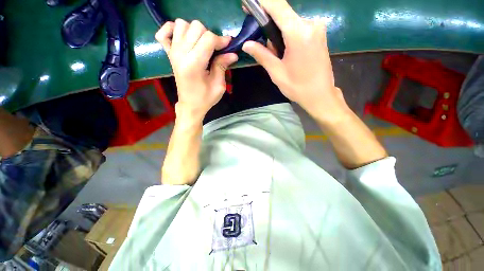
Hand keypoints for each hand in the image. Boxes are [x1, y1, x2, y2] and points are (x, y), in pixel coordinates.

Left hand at [155, 19, 237, 121]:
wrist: (190, 105)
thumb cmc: (205, 98)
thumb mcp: (218, 85)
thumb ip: (222, 66)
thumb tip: (233, 53)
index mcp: (194, 64)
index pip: (208, 38)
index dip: (221, 40)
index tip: (228, 47)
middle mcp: (181, 54)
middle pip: (196, 27)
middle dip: (209, 36)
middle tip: (215, 49)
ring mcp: (172, 52)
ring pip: (182, 24)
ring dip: (194, 31)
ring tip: (201, 45)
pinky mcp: (168, 54)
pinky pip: (163, 33)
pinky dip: (172, 29)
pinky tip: (182, 37)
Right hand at [242, 0, 349, 125]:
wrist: (320, 95)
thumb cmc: (297, 87)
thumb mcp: (276, 72)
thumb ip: (262, 55)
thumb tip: (246, 44)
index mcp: (298, 33)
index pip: (278, 7)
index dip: (263, 2)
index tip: (249, 5)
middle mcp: (310, 24)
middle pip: (284, 15)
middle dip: (271, 26)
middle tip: (265, 46)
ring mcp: (317, 28)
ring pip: (291, 22)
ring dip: (280, 34)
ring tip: (278, 56)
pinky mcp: (320, 34)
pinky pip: (299, 28)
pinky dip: (289, 35)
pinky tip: (288, 52)